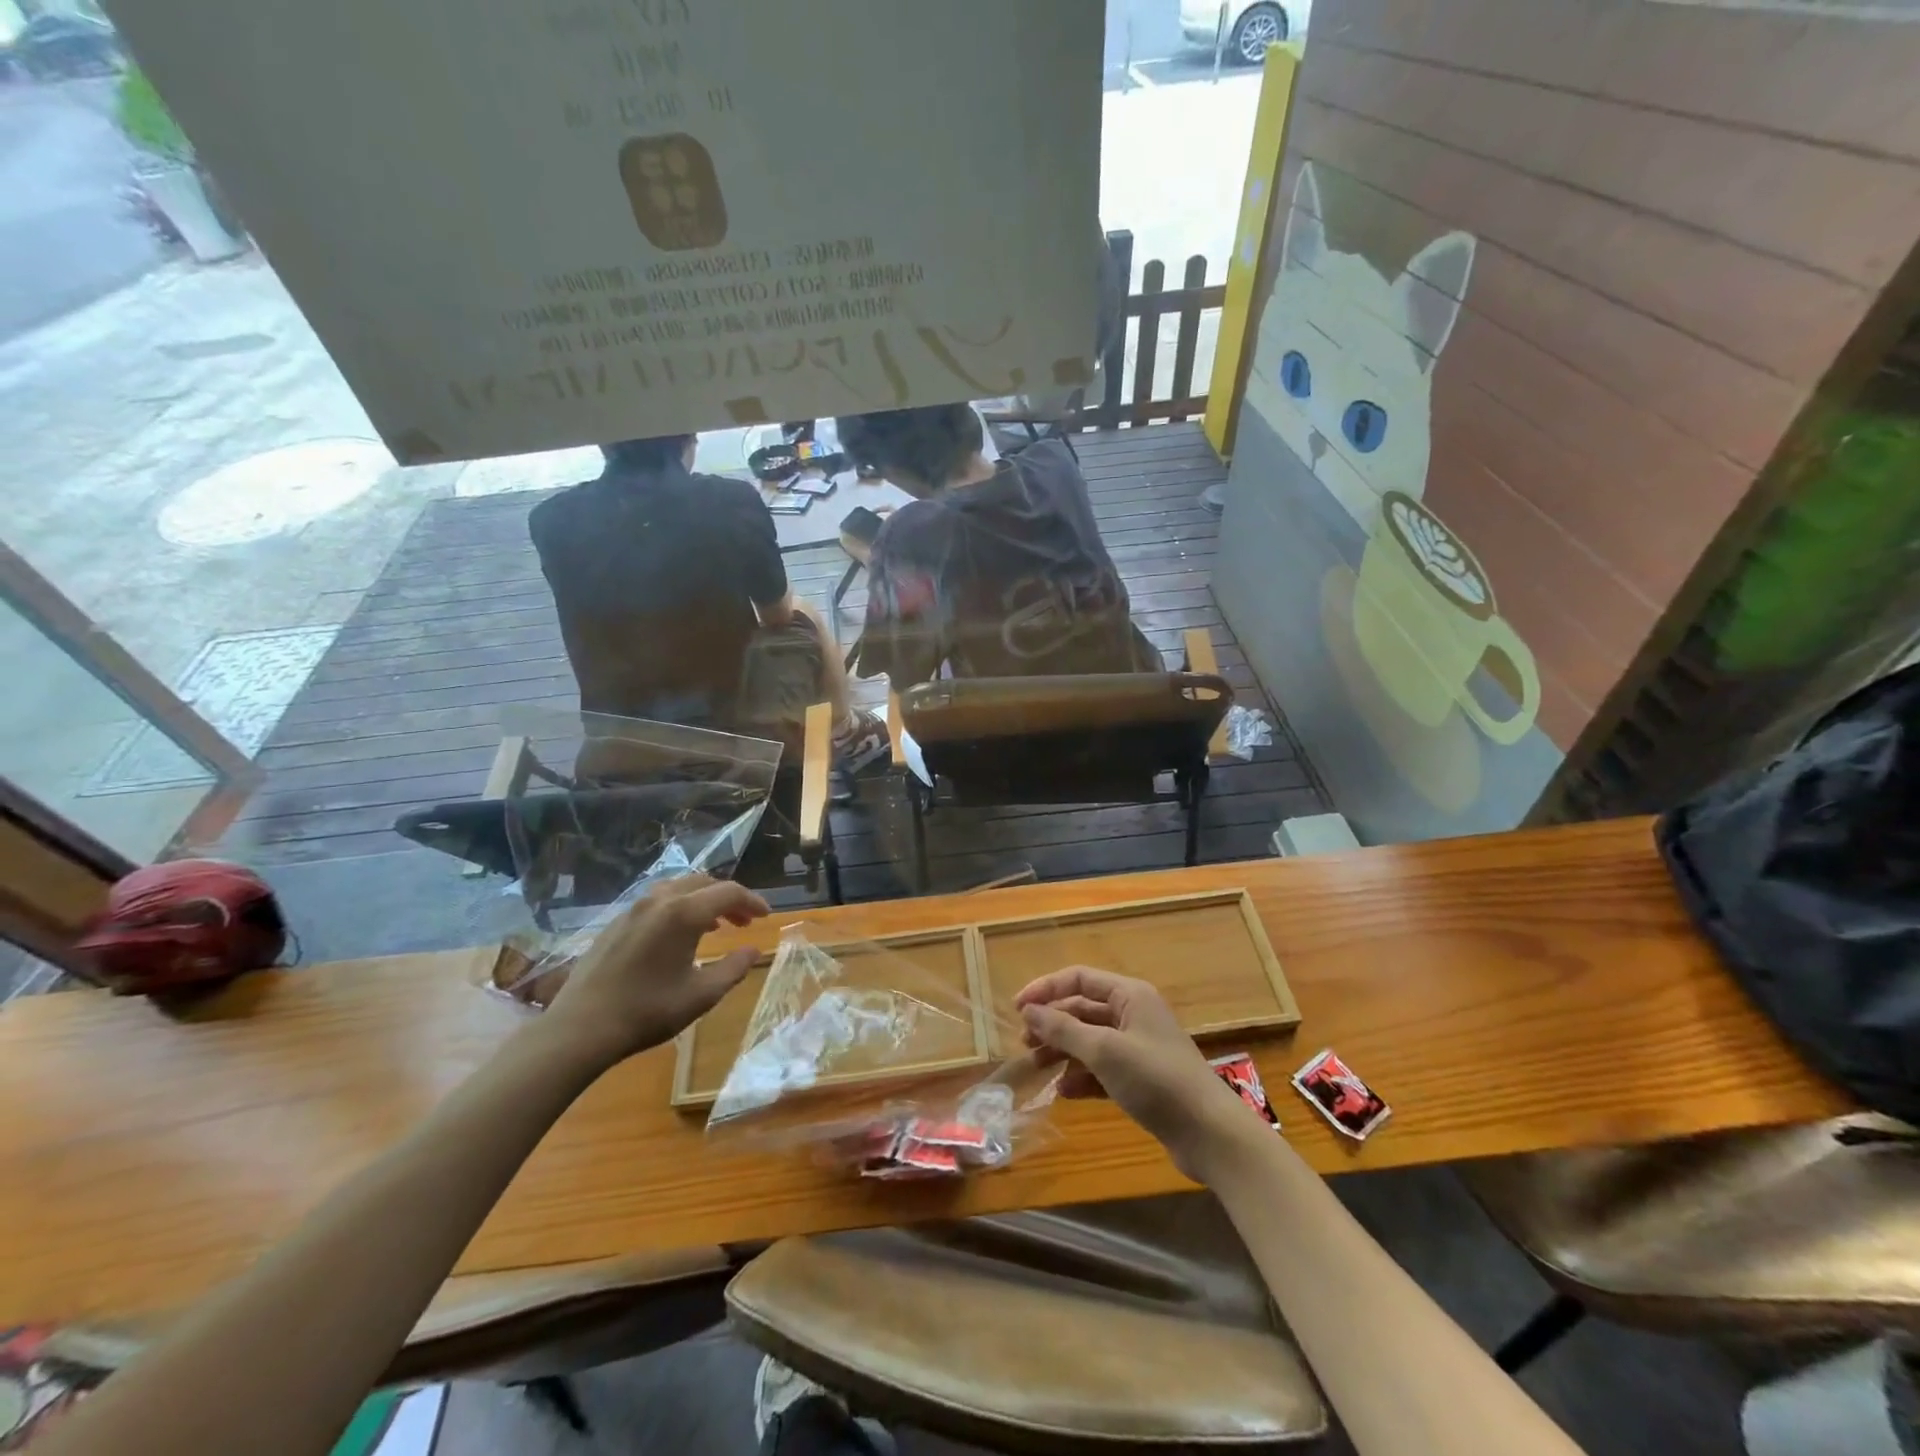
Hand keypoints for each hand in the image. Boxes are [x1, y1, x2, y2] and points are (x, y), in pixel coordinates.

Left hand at [541, 875, 769, 1066]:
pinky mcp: (615, 923)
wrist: (580, 1028)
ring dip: (702, 901)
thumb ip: (733, 968)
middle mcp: (660, 900)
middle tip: (744, 921)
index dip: (752, 901)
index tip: (766, 916)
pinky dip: (678, 908)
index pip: (729, 892)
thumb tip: (753, 951)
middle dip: (728, 898)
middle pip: (703, 883)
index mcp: (684, 913)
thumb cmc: (648, 1010)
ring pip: (677, 889)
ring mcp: (633, 909)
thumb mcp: (701, 995)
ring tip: (714, 925)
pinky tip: (677, 936)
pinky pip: (656, 902)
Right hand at [1016, 966, 1268, 1181]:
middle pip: (1082, 1009)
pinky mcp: (1142, 1078)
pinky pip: (1103, 1068)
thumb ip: (1063, 1029)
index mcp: (1130, 995)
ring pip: (1090, 1040)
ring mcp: (1139, 1047)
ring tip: (1038, 1068)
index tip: (1016, 1009)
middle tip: (1024, 1043)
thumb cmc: (1156, 1080)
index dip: (1045, 989)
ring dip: (1063, 1051)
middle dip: (1052, 1023)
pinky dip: (1082, 1076)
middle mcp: (1134, 1014)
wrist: (1209, 1133)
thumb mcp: (1104, 1051)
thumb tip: (1029, 1011)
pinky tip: (1064, 1091)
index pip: (1078, 978)